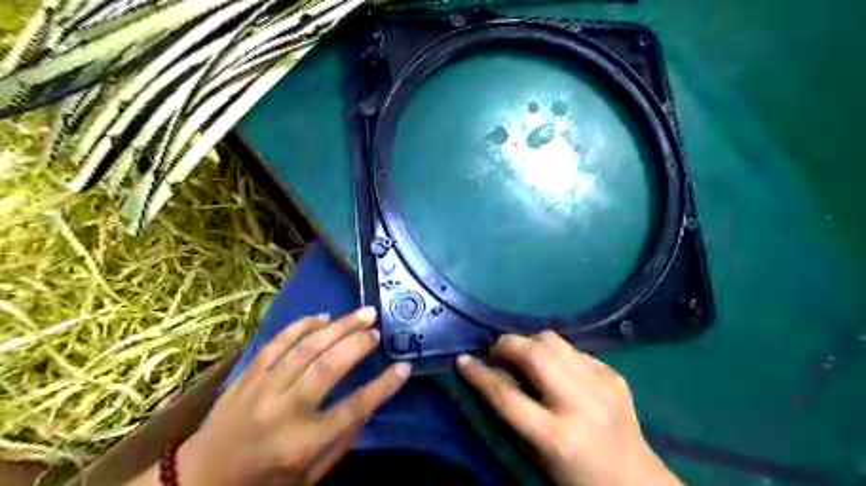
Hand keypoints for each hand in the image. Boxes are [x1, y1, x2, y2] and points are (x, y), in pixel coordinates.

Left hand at [176, 307, 408, 485]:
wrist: (200, 478)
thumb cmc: (263, 482)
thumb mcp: (310, 476)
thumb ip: (342, 441)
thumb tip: (371, 402)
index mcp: (302, 444)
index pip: (353, 409)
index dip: (383, 386)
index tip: (405, 367)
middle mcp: (282, 412)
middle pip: (327, 368)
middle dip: (358, 343)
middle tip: (378, 328)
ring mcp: (261, 389)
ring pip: (305, 347)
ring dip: (338, 327)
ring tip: (363, 313)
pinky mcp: (248, 374)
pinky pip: (277, 342)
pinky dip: (302, 325)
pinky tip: (323, 317)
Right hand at [457, 331, 678, 485]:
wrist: (636, 481)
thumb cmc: (577, 478)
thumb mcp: (537, 454)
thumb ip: (513, 413)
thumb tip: (494, 373)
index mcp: (557, 437)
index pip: (506, 395)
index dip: (479, 374)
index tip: (462, 359)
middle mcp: (580, 404)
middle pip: (534, 354)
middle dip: (507, 344)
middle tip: (497, 352)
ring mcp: (601, 385)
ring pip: (553, 340)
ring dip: (530, 342)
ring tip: (525, 356)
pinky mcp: (614, 374)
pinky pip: (574, 350)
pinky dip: (557, 354)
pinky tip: (557, 369)